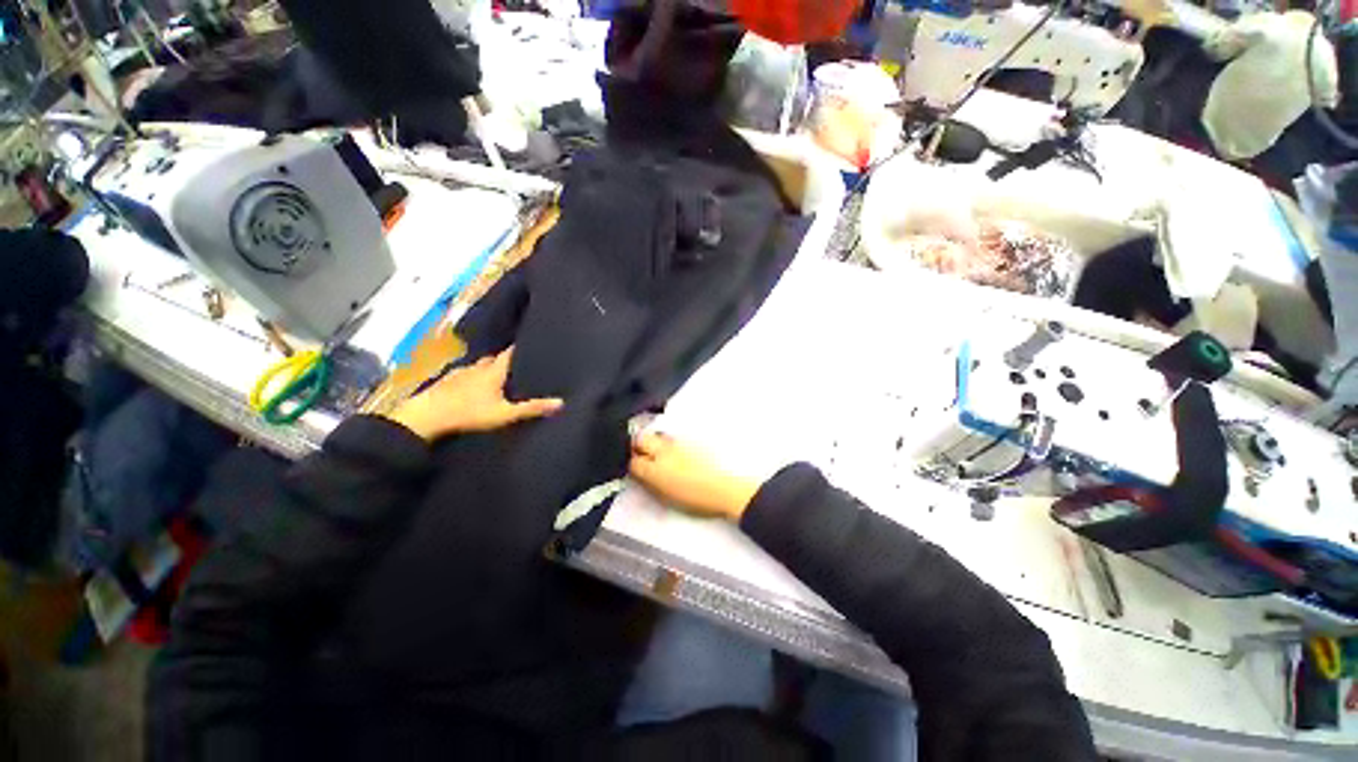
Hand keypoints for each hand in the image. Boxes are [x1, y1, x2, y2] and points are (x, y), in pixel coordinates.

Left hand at [385, 347, 562, 440]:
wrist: (425, 417)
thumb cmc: (469, 413)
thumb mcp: (505, 414)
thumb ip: (532, 408)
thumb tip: (561, 402)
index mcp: (492, 371)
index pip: (509, 353)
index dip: (520, 347)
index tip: (531, 342)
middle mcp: (477, 367)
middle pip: (493, 358)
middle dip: (504, 359)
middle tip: (516, 363)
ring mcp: (458, 373)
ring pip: (478, 365)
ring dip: (487, 367)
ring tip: (496, 375)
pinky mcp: (445, 381)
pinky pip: (463, 374)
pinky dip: (471, 376)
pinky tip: (472, 386)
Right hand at [628, 432, 760, 520]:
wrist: (726, 489)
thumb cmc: (697, 500)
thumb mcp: (667, 498)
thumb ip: (650, 483)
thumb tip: (641, 474)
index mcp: (655, 470)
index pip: (633, 461)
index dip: (632, 465)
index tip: (636, 468)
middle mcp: (663, 451)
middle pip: (641, 439)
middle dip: (638, 445)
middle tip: (643, 455)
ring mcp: (677, 442)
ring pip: (658, 435)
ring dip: (655, 442)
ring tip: (660, 454)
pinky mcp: (690, 438)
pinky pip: (673, 437)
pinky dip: (670, 442)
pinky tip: (677, 452)